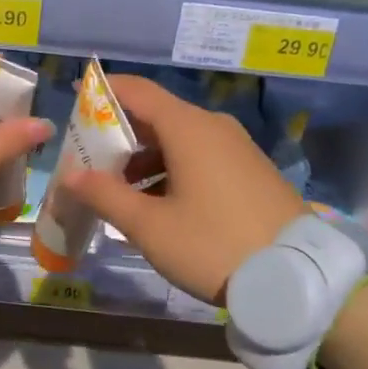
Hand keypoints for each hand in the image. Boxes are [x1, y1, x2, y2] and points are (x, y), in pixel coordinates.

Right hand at [58, 75, 306, 305]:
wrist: (297, 277)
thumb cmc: (213, 245)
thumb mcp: (150, 226)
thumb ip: (105, 195)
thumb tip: (70, 175)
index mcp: (189, 128)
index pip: (137, 91)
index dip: (102, 91)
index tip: (74, 98)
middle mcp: (214, 127)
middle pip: (157, 115)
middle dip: (119, 134)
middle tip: (88, 159)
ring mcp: (237, 148)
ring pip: (179, 139)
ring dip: (144, 157)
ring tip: (118, 189)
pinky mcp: (250, 170)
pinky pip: (200, 155)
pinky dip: (171, 167)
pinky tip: (157, 201)